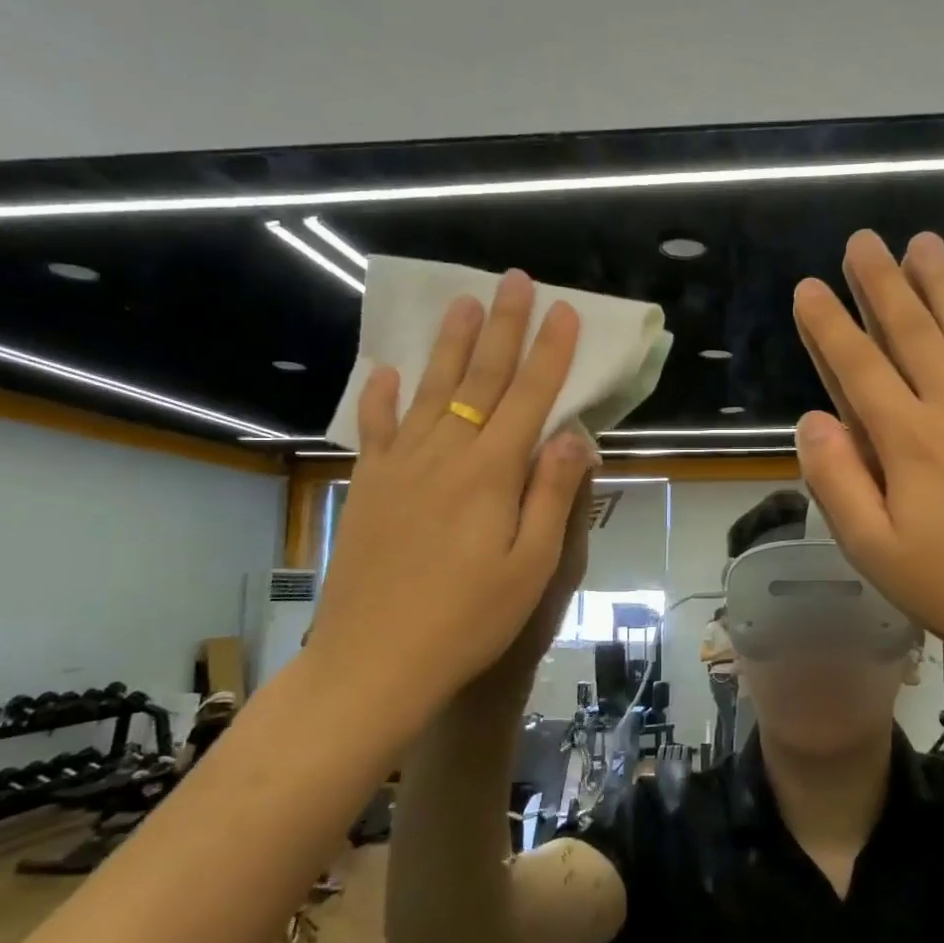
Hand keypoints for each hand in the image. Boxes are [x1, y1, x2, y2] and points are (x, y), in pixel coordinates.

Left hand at [302, 271, 597, 728]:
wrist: (375, 660)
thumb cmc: (468, 620)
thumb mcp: (531, 566)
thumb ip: (553, 495)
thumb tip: (574, 435)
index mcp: (492, 473)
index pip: (530, 398)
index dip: (550, 352)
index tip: (563, 311)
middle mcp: (445, 454)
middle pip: (481, 379)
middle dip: (504, 327)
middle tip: (515, 281)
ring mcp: (401, 466)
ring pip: (431, 390)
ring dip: (451, 345)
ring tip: (464, 303)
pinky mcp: (369, 486)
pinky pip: (376, 427)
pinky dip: (382, 396)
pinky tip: (386, 372)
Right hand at [791, 230, 943, 680]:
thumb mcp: (874, 549)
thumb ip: (837, 480)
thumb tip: (812, 420)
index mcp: (909, 441)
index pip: (859, 367)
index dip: (829, 325)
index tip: (809, 287)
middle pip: (913, 333)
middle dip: (882, 284)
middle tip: (864, 241)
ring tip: (925, 243)